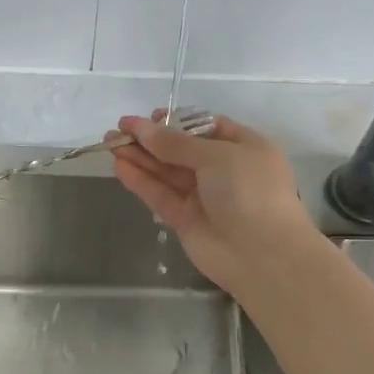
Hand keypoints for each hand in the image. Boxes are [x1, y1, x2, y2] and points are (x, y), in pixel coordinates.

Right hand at [109, 112, 324, 295]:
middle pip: (180, 150)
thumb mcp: (217, 156)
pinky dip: (141, 181)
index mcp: (243, 148)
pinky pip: (160, 195)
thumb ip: (176, 143)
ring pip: (166, 172)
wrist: (263, 255)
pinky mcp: (185, 220)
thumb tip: (142, 127)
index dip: (176, 122)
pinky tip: (119, 166)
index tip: (150, 118)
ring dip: (140, 157)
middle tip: (118, 129)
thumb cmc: (250, 191)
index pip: (206, 128)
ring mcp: (203, 196)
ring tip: (109, 143)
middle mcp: (223, 170)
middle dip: (150, 139)